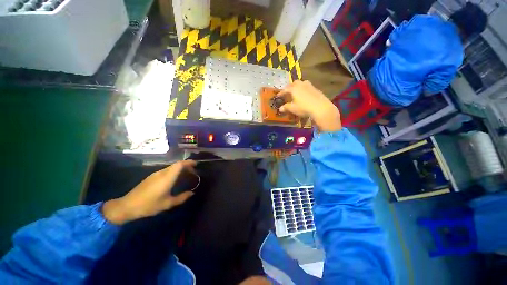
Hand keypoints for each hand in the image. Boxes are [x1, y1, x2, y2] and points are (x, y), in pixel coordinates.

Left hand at [102, 160, 196, 224]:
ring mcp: (155, 174)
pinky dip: (174, 172)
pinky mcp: (151, 177)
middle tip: (193, 173)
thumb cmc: (149, 205)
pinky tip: (174, 180)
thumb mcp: (168, 203)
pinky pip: (166, 171)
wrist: (127, 206)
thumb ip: (182, 198)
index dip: (189, 162)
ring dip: (180, 169)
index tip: (196, 165)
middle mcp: (162, 173)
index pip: (180, 164)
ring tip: (186, 176)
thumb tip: (192, 193)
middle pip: (177, 165)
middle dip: (187, 166)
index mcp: (167, 177)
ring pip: (171, 167)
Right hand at [278, 80, 341, 131]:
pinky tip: (305, 95)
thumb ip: (286, 107)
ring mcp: (310, 86)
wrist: (321, 108)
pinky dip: (304, 90)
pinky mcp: (316, 89)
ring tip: (296, 92)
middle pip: (294, 83)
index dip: (281, 93)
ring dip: (298, 87)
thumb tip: (280, 109)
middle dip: (290, 87)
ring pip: (302, 83)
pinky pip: (308, 87)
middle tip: (287, 92)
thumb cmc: (304, 108)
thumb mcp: (293, 108)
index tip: (277, 96)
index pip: (285, 90)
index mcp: (294, 89)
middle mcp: (301, 84)